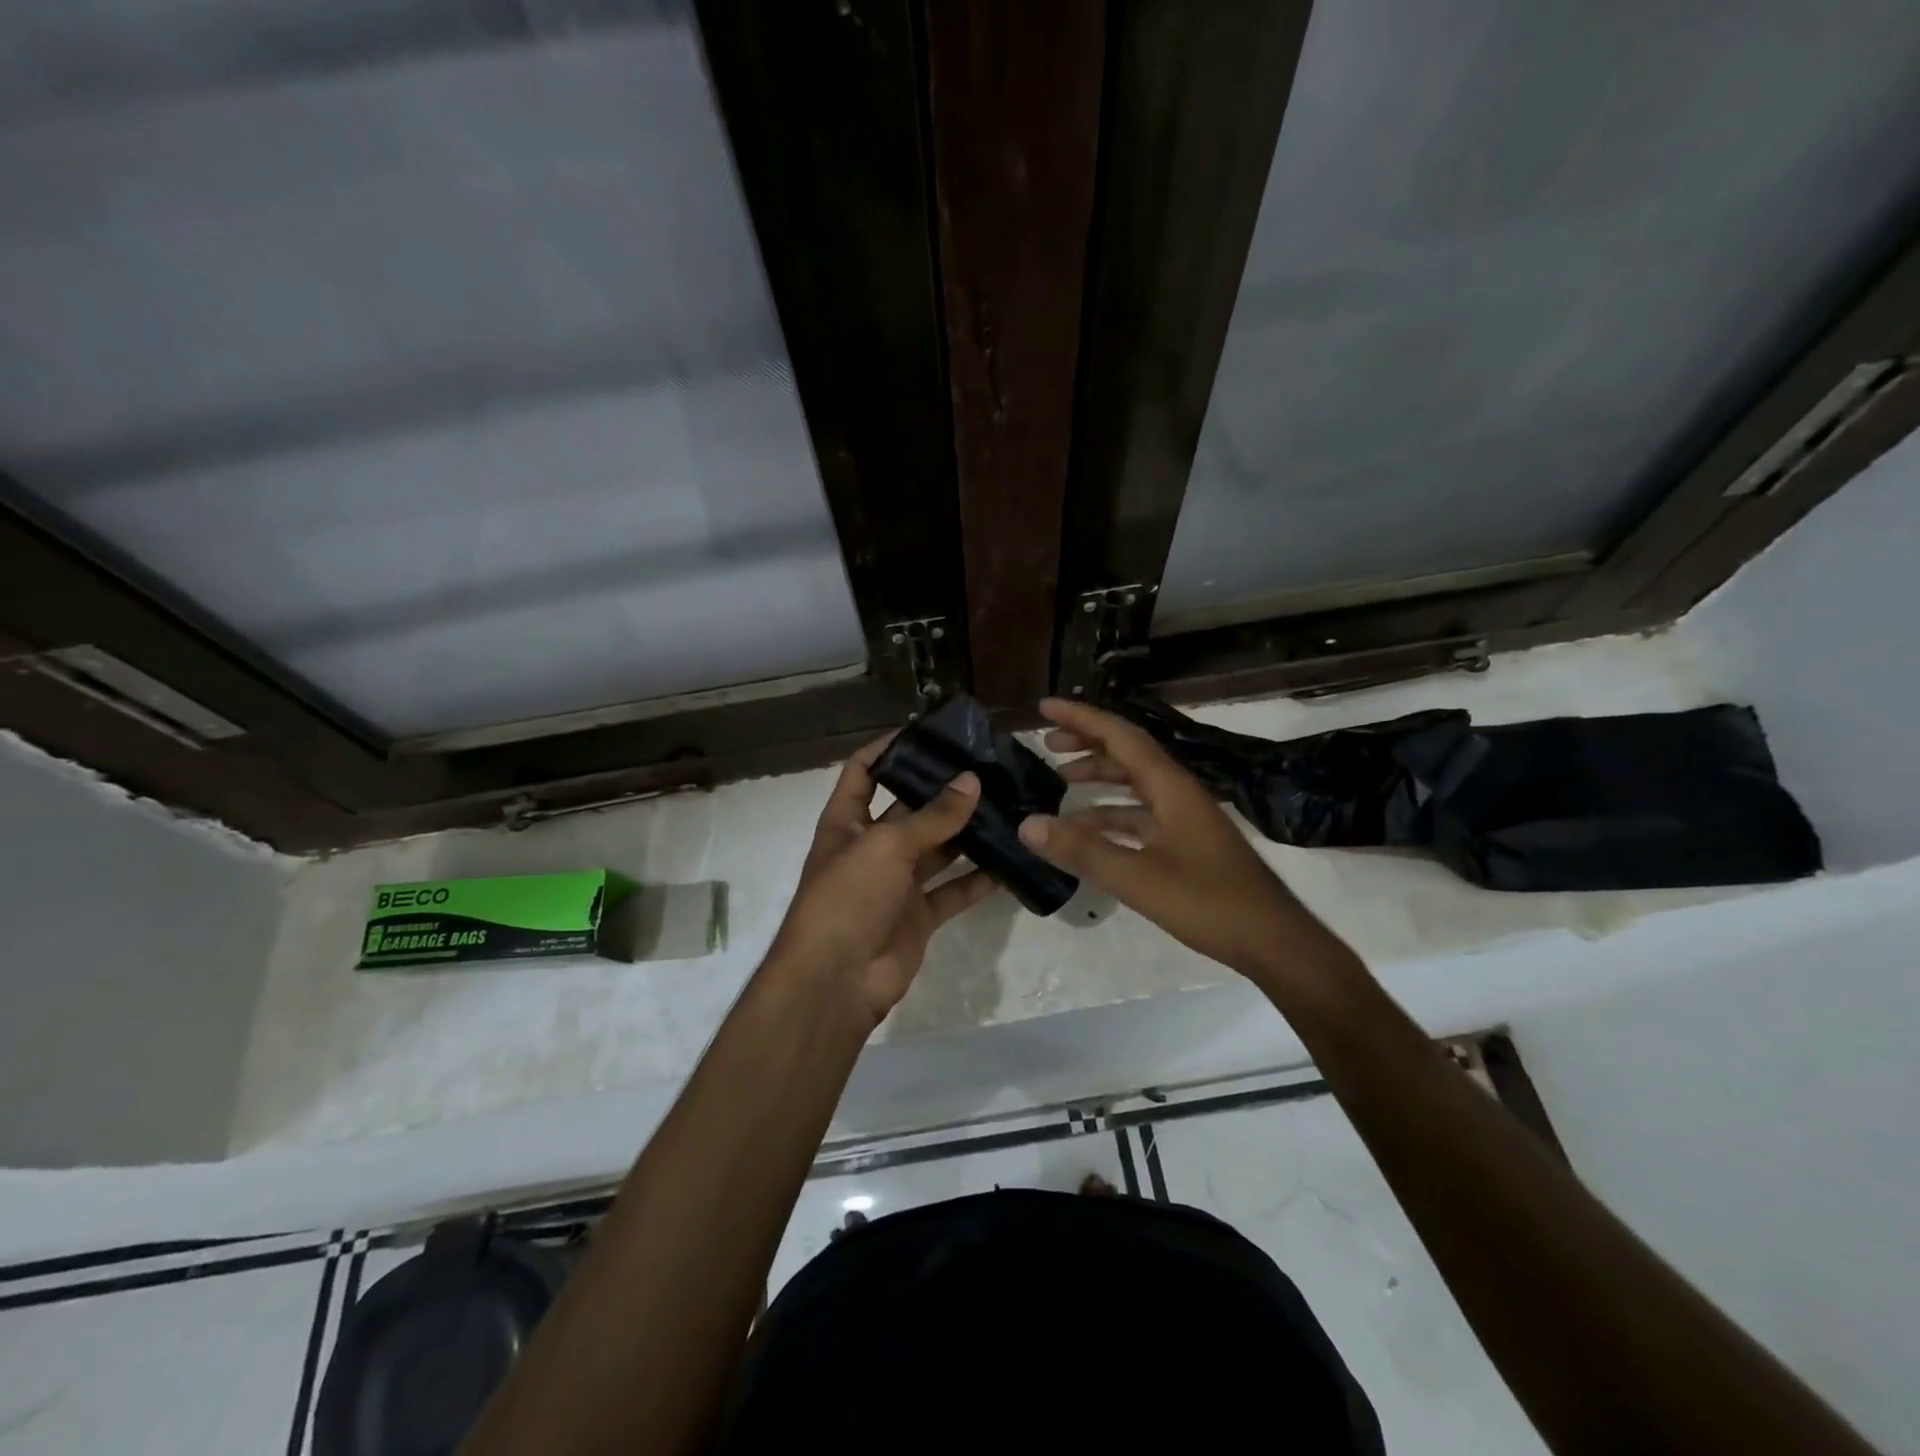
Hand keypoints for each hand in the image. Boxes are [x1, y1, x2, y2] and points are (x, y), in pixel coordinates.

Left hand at [766, 736, 997, 1023]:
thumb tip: (970, 781)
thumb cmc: (847, 898)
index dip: (888, 748)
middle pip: (910, 809)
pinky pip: (954, 890)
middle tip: (987, 767)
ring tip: (1007, 804)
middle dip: (943, 791)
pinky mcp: (920, 915)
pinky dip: (980, 879)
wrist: (836, 981)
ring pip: (938, 849)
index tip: (928, 731)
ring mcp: (897, 883)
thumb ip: (932, 817)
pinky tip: (1012, 860)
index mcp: (847, 822)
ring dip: (968, 832)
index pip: (863, 771)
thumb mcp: (886, 846)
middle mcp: (872, 847)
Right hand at [1017, 698, 1343, 986]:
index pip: (1121, 737)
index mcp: (1171, 788)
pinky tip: (1087, 830)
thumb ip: (1082, 851)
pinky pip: (1141, 815)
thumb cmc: (1209, 903)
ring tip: (1060, 780)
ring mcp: (1184, 818)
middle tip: (1047, 744)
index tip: (1045, 708)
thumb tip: (1027, 824)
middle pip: (1128, 754)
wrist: (1273, 941)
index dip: (1081, 719)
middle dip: (1087, 743)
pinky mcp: (1186, 843)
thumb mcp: (1138, 878)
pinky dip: (1111, 815)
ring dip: (1099, 778)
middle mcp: (1178, 793)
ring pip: (1134, 785)